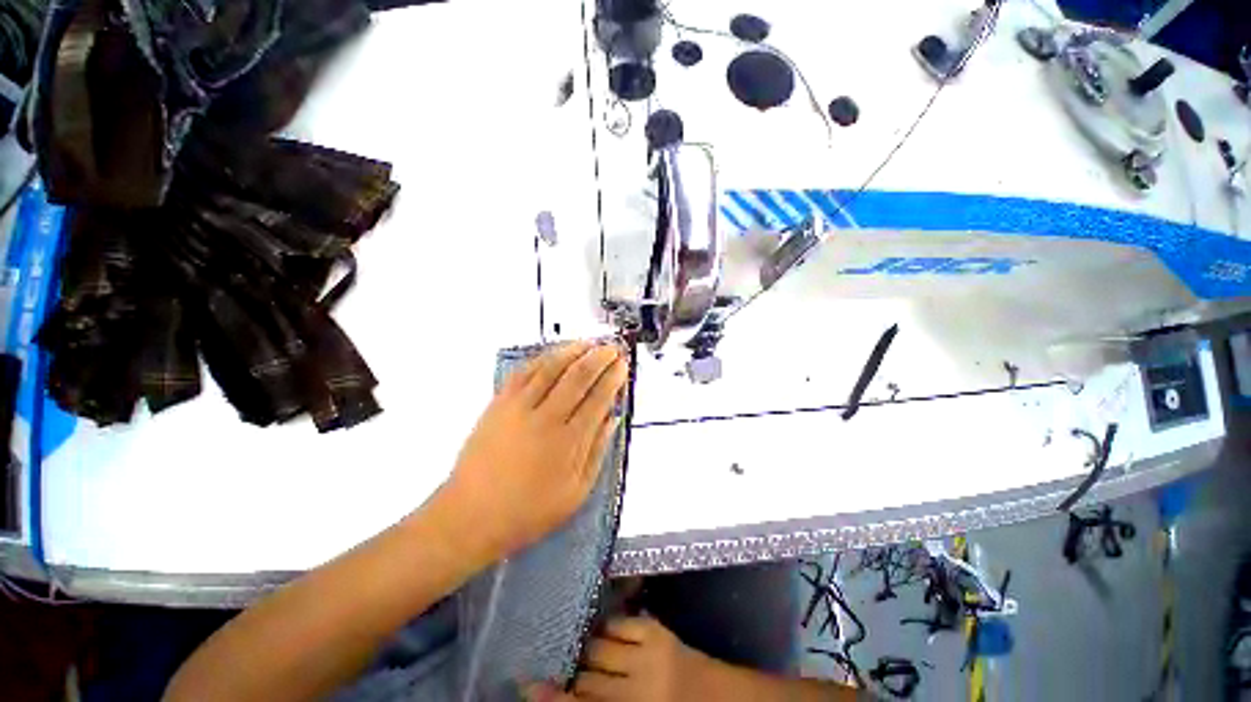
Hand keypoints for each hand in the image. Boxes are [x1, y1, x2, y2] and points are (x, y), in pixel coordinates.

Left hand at [442, 341, 628, 562]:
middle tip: (612, 348)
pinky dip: (542, 359)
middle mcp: (546, 418)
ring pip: (551, 368)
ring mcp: (519, 408)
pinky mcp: (498, 404)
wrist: (471, 515)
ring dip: (573, 351)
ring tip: (588, 343)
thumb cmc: (528, 511)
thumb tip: (613, 419)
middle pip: (578, 377)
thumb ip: (598, 451)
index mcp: (569, 442)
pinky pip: (523, 372)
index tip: (622, 366)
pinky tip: (554, 354)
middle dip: (599, 358)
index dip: (613, 378)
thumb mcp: (576, 492)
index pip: (598, 398)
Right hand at [525, 617, 716, 701]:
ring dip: (586, 647)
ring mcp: (646, 657)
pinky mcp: (656, 632)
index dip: (550, 697)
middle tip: (555, 661)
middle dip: (568, 671)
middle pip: (585, 679)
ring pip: (598, 648)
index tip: (526, 684)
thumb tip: (567, 691)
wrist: (718, 699)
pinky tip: (602, 628)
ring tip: (576, 643)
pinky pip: (619, 624)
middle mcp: (635, 692)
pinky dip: (608, 627)